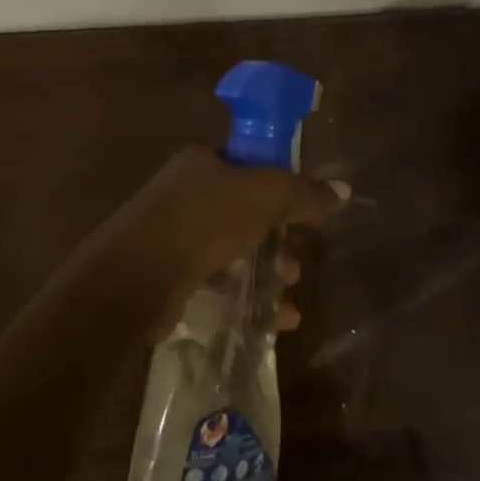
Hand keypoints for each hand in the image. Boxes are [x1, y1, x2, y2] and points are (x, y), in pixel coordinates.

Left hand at [79, 146, 347, 338]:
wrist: (136, 277)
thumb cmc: (204, 222)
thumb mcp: (266, 197)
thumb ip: (305, 193)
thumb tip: (344, 191)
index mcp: (202, 161)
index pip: (250, 164)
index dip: (282, 186)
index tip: (305, 214)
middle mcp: (186, 193)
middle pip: (246, 212)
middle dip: (279, 239)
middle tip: (298, 260)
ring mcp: (175, 235)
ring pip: (235, 249)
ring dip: (267, 271)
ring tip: (289, 292)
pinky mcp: (171, 274)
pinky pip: (219, 280)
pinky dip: (247, 296)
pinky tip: (273, 319)